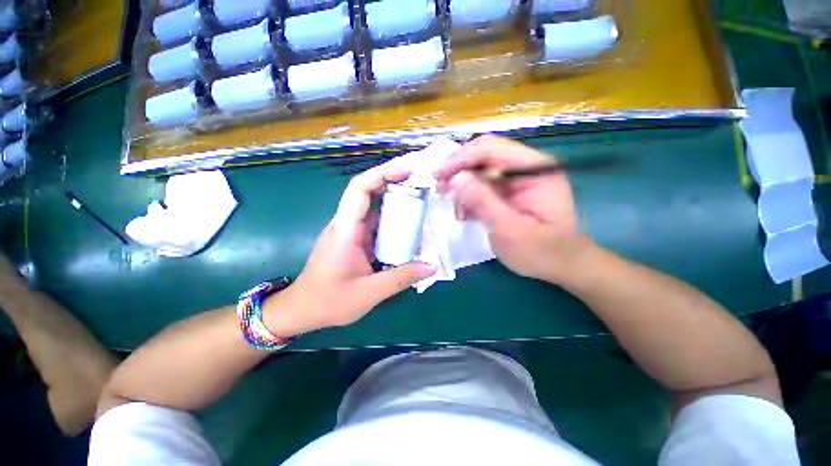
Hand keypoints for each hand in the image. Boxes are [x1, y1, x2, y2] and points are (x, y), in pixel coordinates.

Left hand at [265, 163, 435, 335]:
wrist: (302, 310)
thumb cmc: (329, 301)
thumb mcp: (369, 292)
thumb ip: (401, 278)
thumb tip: (431, 266)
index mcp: (345, 230)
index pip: (359, 189)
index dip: (382, 174)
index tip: (407, 170)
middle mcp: (346, 224)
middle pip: (368, 192)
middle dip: (393, 182)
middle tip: (421, 182)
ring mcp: (350, 232)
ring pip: (374, 209)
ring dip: (396, 204)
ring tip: (421, 203)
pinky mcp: (354, 241)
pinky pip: (376, 225)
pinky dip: (392, 223)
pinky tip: (409, 230)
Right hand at [434, 135, 586, 282]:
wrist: (561, 266)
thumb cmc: (541, 252)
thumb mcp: (509, 230)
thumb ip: (483, 202)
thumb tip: (455, 178)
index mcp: (535, 169)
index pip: (492, 149)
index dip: (461, 158)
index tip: (437, 174)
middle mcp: (527, 167)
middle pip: (484, 156)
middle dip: (458, 170)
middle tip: (439, 187)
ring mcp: (518, 179)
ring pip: (480, 171)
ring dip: (462, 186)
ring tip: (452, 205)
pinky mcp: (510, 191)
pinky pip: (483, 186)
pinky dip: (470, 197)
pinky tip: (464, 212)